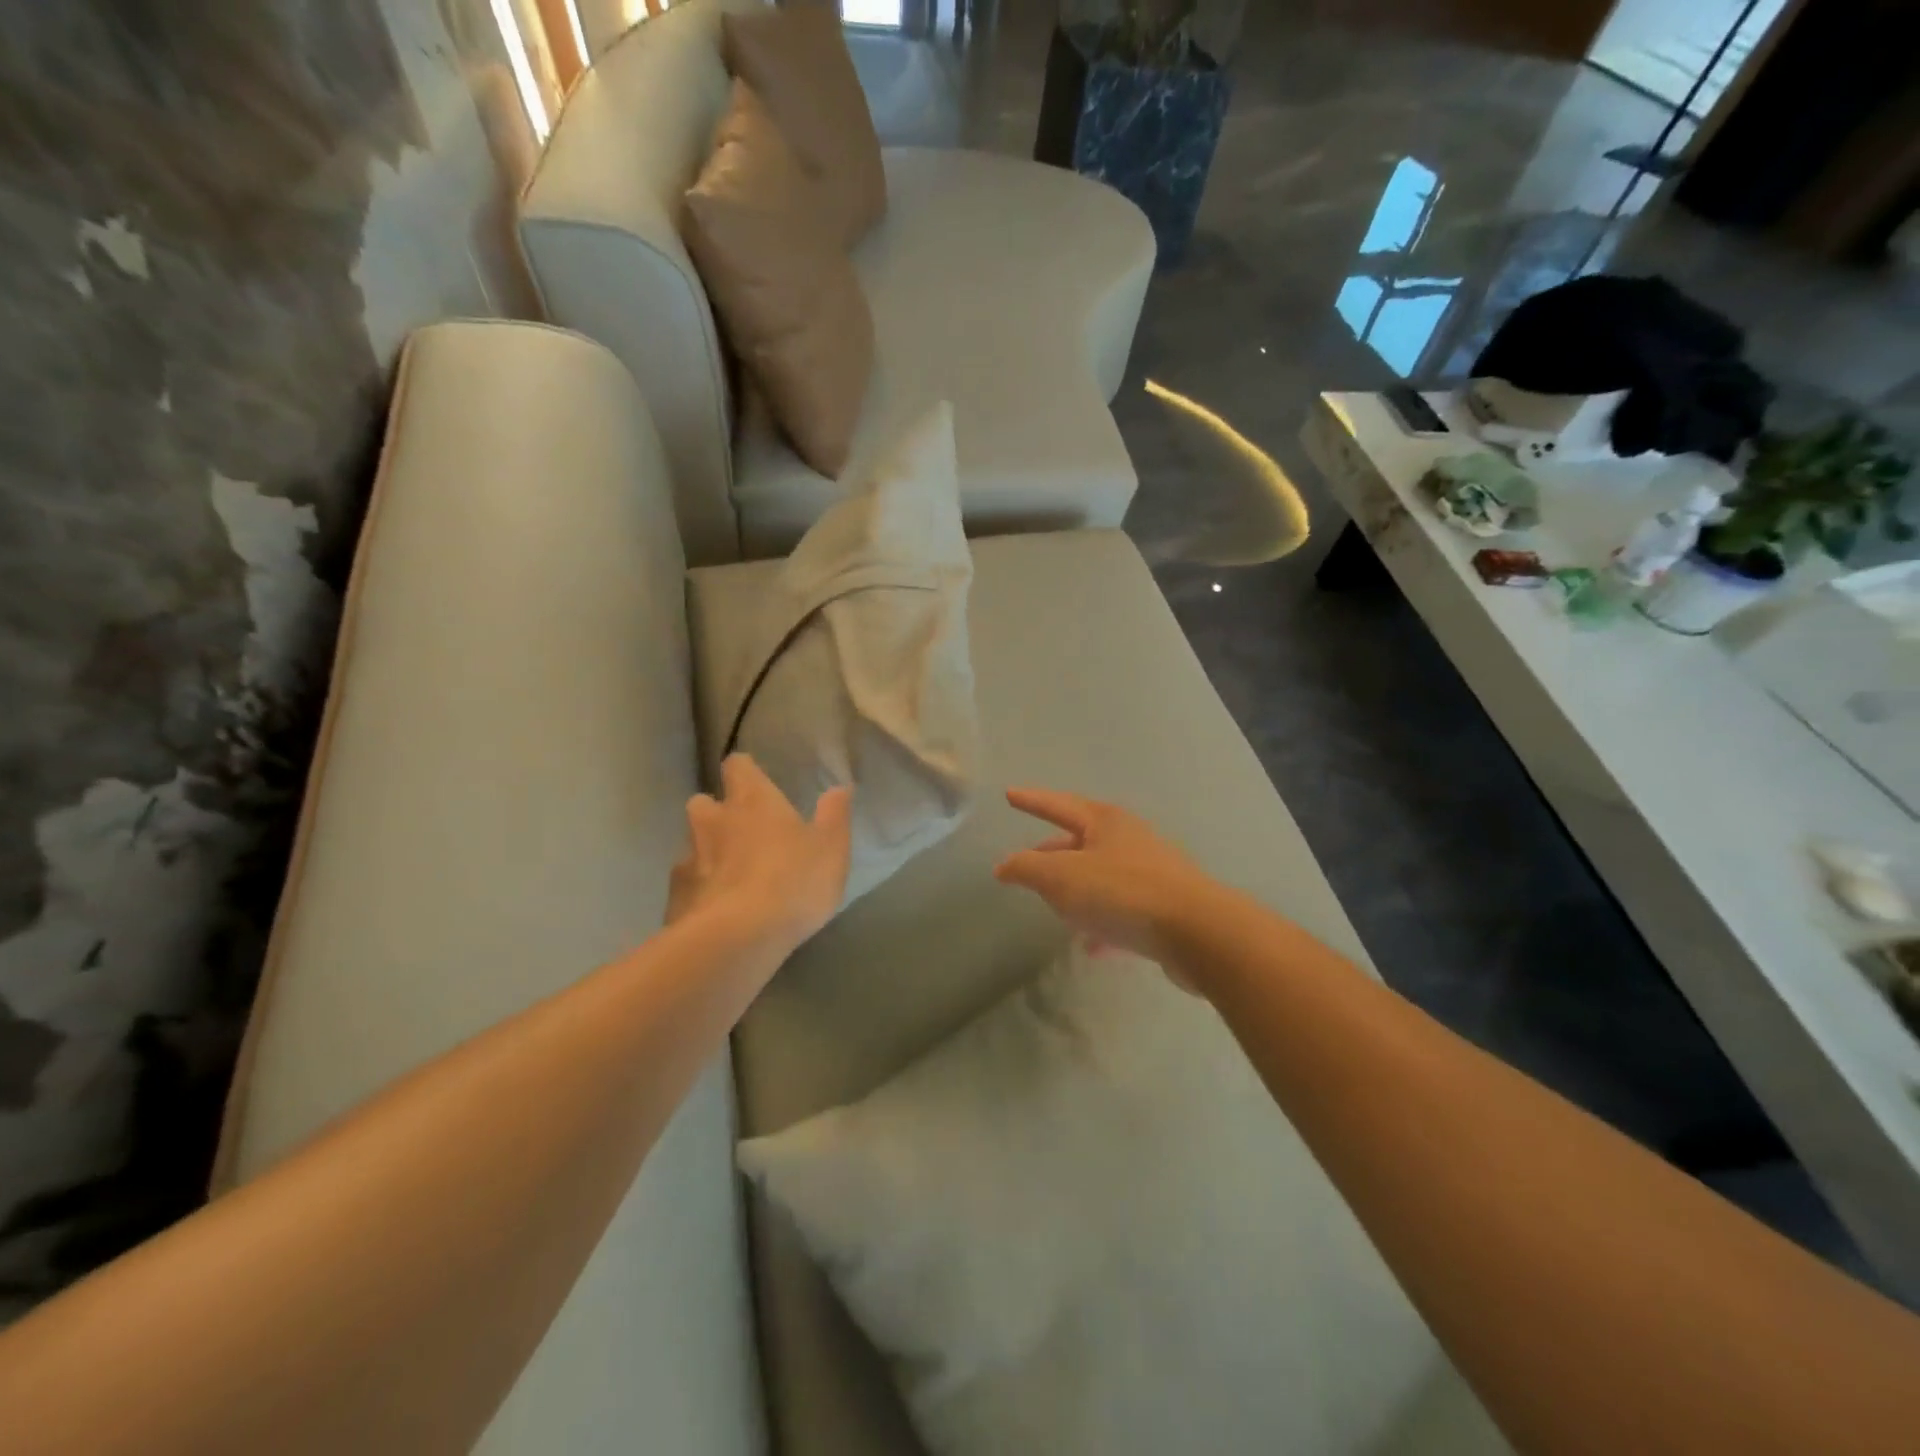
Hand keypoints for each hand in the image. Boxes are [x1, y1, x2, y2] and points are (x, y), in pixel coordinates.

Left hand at [667, 755, 852, 955]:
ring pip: (692, 844)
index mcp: (752, 801)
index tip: (756, 782)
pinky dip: (699, 891)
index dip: (745, 772)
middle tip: (741, 832)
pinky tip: (717, 910)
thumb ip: (834, 815)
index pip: (737, 766)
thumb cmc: (794, 882)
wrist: (737, 939)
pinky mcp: (675, 898)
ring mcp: (688, 859)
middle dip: (716, 813)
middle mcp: (713, 821)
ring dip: (707, 853)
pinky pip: (686, 885)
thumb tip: (840, 787)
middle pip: (703, 802)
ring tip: (730, 876)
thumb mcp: (831, 848)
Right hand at [994, 789, 1218, 971]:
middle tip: (1028, 862)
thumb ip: (1027, 868)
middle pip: (1081, 840)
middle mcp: (1129, 839)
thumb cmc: (1122, 893)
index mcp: (1104, 822)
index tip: (1010, 794)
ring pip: (1101, 876)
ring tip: (1055, 907)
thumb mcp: (1062, 878)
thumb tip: (1005, 865)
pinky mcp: (1165, 906)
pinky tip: (1091, 946)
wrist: (1197, 932)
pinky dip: (1101, 921)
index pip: (1058, 804)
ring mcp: (1150, 872)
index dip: (1032, 800)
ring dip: (1077, 889)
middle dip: (1052, 852)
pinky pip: (1122, 909)